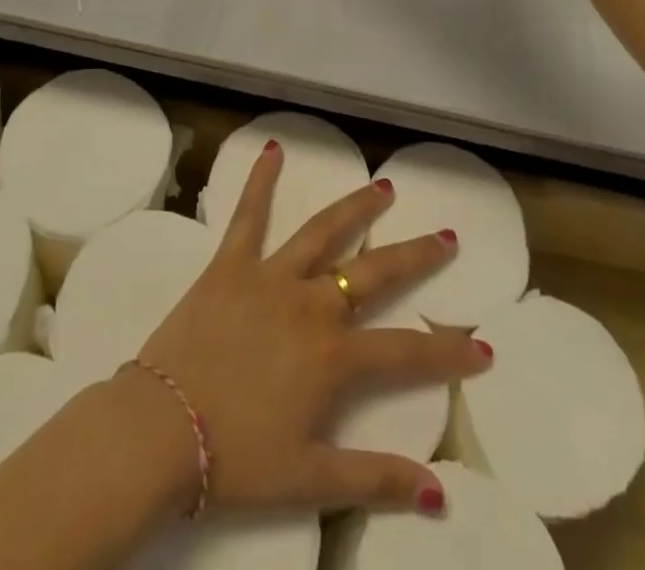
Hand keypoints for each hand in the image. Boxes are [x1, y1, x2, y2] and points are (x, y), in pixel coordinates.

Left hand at [134, 141, 487, 514]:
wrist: (160, 430)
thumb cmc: (235, 456)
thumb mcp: (309, 480)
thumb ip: (375, 480)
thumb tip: (438, 494)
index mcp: (332, 355)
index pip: (405, 352)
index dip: (448, 352)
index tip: (484, 347)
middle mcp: (309, 303)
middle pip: (373, 272)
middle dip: (415, 256)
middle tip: (445, 236)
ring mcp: (269, 275)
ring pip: (322, 232)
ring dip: (356, 208)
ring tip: (384, 187)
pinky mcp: (230, 263)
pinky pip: (248, 215)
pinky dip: (260, 180)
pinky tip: (273, 149)